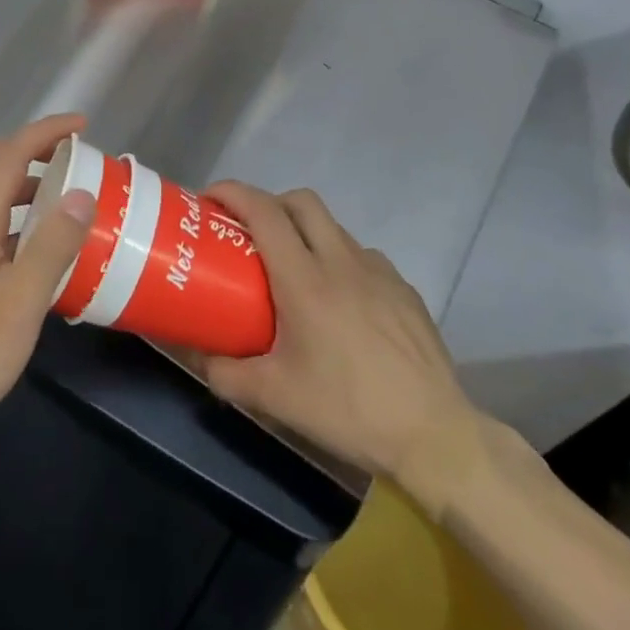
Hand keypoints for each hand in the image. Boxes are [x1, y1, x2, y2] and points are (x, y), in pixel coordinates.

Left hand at [0, 114, 96, 433]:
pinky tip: (36, 236)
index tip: (83, 126)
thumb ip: (53, 244)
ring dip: (21, 174)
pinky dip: (13, 204)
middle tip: (71, 154)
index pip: (9, 155)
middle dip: (31, 145)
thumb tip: (82, 192)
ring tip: (61, 192)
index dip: (45, 133)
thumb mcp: (24, 300)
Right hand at [197, 185, 494, 520]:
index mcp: (305, 280)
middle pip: (302, 202)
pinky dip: (340, 263)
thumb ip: (225, 374)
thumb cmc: (348, 410)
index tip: (210, 197)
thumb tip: (195, 356)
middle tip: (249, 232)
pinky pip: (363, 258)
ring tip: (295, 274)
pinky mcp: (405, 290)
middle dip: (270, 203)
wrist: (434, 436)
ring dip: (306, 234)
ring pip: (334, 228)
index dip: (233, 193)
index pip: (264, 211)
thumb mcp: (275, 397)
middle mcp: (342, 262)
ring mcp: (380, 272)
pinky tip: (340, 304)